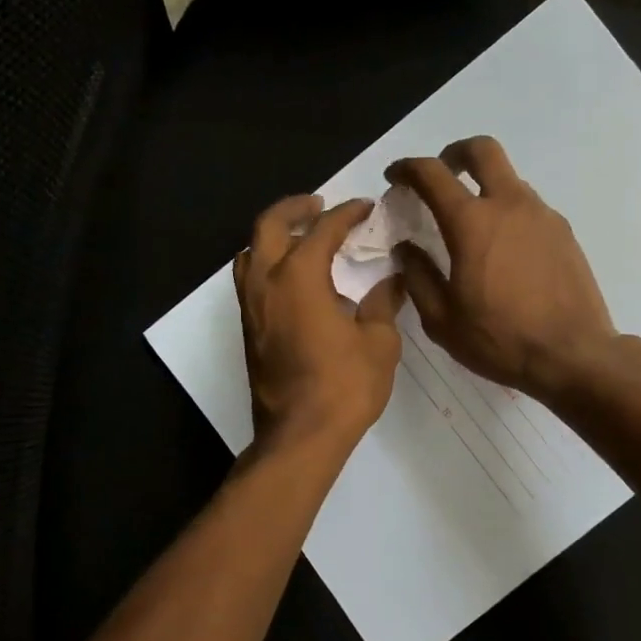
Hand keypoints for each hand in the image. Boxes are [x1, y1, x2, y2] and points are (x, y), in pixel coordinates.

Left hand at [235, 194, 406, 452]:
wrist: (301, 436)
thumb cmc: (345, 387)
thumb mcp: (378, 343)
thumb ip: (383, 304)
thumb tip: (392, 281)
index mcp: (299, 277)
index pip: (322, 230)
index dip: (346, 214)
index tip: (365, 207)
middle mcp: (266, 283)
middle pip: (268, 226)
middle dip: (294, 208)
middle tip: (319, 205)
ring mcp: (251, 307)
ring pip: (249, 253)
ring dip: (273, 236)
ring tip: (300, 237)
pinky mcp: (248, 330)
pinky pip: (250, 280)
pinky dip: (267, 264)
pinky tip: (293, 278)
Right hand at [386, 137, 619, 400]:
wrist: (573, 355)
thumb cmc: (500, 340)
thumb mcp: (442, 320)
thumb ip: (418, 277)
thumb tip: (407, 249)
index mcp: (472, 223)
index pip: (432, 174)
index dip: (407, 168)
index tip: (395, 178)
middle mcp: (510, 205)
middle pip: (482, 150)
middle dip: (455, 153)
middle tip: (441, 175)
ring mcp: (542, 216)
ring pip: (509, 179)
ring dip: (485, 188)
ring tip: (473, 226)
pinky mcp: (564, 233)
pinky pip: (529, 207)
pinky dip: (509, 213)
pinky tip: (504, 252)